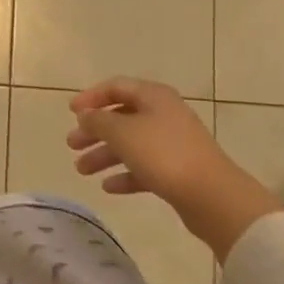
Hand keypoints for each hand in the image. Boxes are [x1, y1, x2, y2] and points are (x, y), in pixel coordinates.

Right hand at [67, 77, 283, 259]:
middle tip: (72, 145)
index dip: (91, 97)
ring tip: (82, 170)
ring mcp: (172, 144)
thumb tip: (86, 116)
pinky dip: (125, 175)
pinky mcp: (177, 171)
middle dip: (94, 131)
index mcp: (154, 97)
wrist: (212, 196)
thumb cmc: (163, 154)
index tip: (71, 112)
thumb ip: (98, 121)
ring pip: (130, 144)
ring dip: (104, 155)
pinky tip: (108, 187)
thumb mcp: (122, 132)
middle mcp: (164, 115)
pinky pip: (144, 168)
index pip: (116, 87)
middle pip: (121, 117)